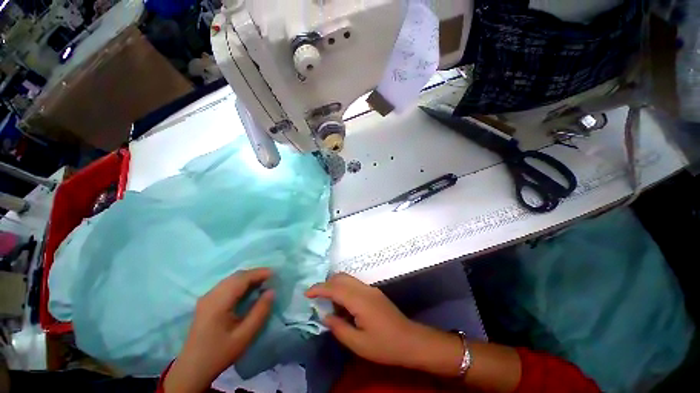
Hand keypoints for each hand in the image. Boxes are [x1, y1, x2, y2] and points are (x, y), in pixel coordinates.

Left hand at [164, 269, 274, 392]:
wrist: (192, 369)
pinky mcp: (206, 302)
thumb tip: (271, 291)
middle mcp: (211, 295)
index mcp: (218, 302)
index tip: (275, 274)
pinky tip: (248, 290)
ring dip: (248, 278)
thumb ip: (260, 312)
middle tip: (271, 279)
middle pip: (236, 276)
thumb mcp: (244, 336)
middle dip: (255, 274)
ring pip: (231, 279)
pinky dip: (240, 283)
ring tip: (263, 283)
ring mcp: (206, 297)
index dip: (259, 273)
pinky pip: (226, 285)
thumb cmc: (219, 353)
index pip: (241, 278)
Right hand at [306, 273, 462, 375]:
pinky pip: (354, 285)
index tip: (306, 293)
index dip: (319, 288)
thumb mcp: (358, 344)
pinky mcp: (374, 292)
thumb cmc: (384, 345)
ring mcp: (370, 289)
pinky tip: (343, 306)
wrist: (410, 340)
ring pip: (348, 279)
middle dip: (326, 284)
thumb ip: (339, 328)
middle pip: (341, 277)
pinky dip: (344, 289)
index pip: (335, 287)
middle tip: (316, 298)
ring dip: (335, 286)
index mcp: (360, 300)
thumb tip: (325, 315)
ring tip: (328, 304)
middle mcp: (364, 289)